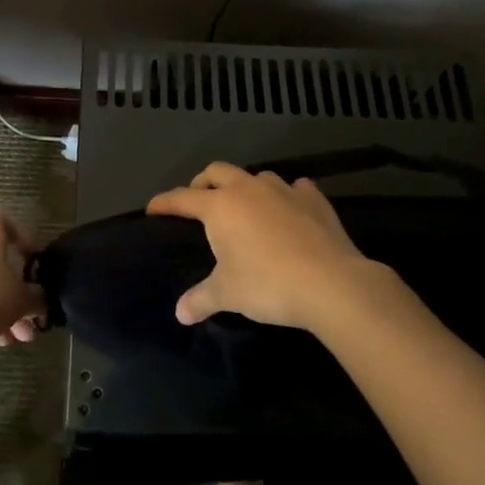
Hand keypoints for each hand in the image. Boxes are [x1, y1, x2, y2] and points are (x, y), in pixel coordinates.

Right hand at [146, 162, 376, 333]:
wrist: (331, 283)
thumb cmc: (268, 285)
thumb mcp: (227, 294)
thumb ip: (200, 299)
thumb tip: (180, 313)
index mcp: (221, 207)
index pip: (183, 198)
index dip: (165, 203)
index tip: (153, 209)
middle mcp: (249, 189)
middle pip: (217, 171)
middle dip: (202, 182)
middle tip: (198, 200)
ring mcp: (284, 189)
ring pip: (256, 176)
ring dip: (245, 187)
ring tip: (246, 208)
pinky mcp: (314, 199)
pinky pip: (294, 188)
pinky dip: (286, 196)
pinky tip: (289, 210)